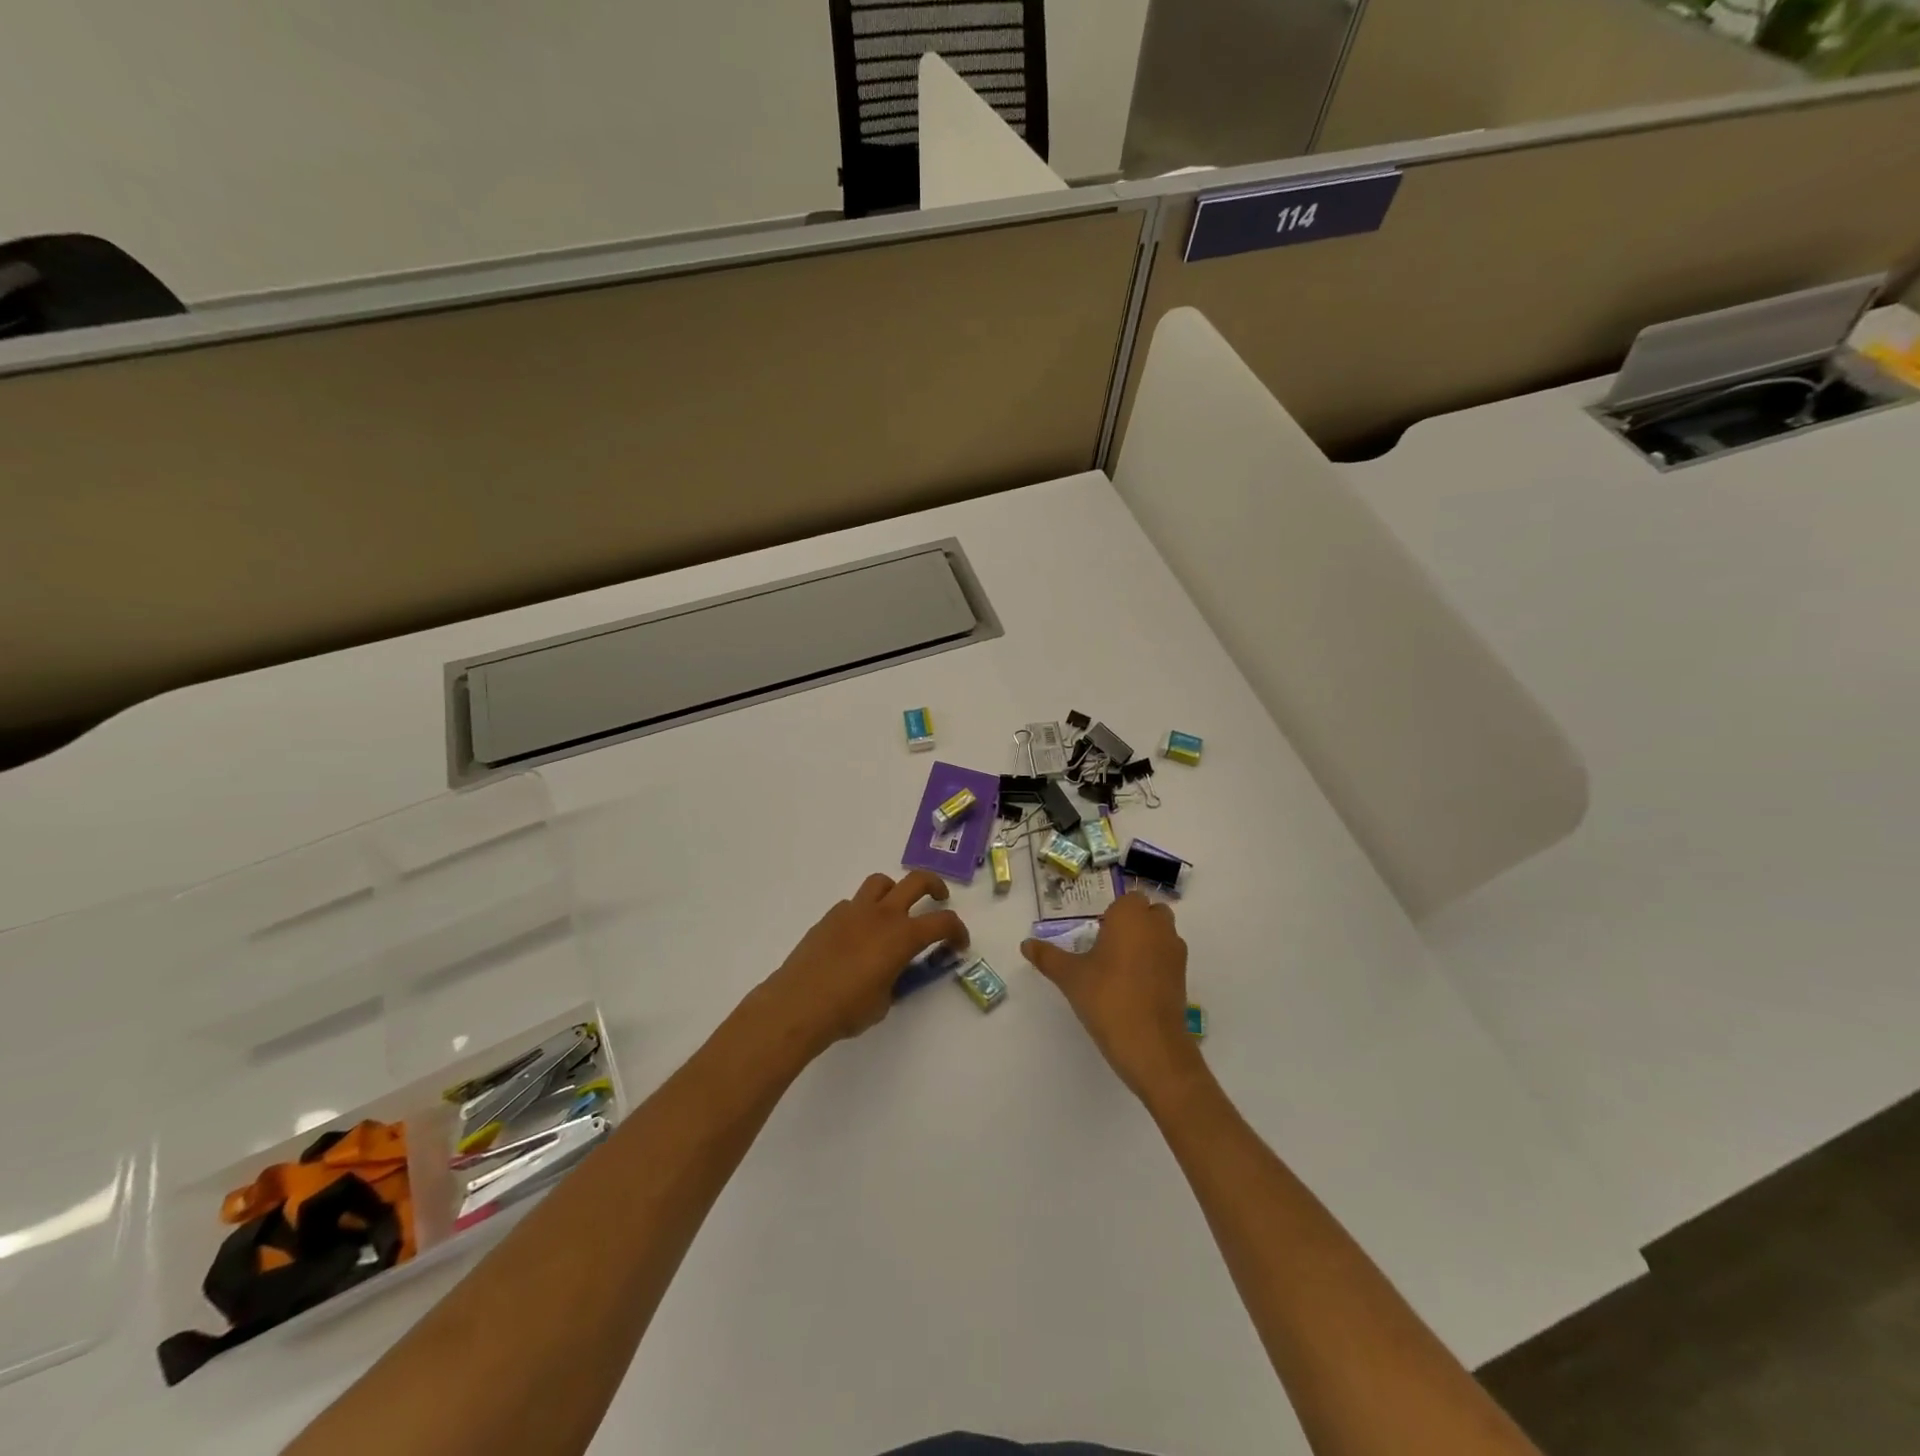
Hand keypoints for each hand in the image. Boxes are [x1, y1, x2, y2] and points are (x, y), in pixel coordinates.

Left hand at [760, 871, 969, 1052]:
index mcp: (903, 936)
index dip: (958, 931)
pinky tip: (857, 937)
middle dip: (934, 886)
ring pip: (881, 882)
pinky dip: (863, 912)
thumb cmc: (848, 1009)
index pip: (943, 922)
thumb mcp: (885, 1001)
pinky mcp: (830, 917)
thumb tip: (893, 972)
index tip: (959, 944)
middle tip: (939, 900)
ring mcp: (853, 911)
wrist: (798, 1004)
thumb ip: (896, 979)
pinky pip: (854, 904)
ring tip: (894, 912)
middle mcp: (882, 914)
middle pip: (917, 881)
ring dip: (894, 891)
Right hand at [1022, 893, 1204, 1098]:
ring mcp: (1175, 952)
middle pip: (1150, 913)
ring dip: (1147, 943)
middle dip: (1134, 924)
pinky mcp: (1183, 977)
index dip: (1115, 913)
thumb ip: (1047, 957)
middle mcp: (1158, 927)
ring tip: (1120, 969)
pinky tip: (1135, 987)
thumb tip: (1025, 944)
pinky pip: (1168, 959)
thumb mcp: (1069, 976)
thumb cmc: (1106, 997)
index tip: (1098, 933)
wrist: (1149, 1043)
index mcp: (1131, 916)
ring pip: (1162, 935)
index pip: (1129, 899)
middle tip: (1108, 947)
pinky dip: (1156, 965)